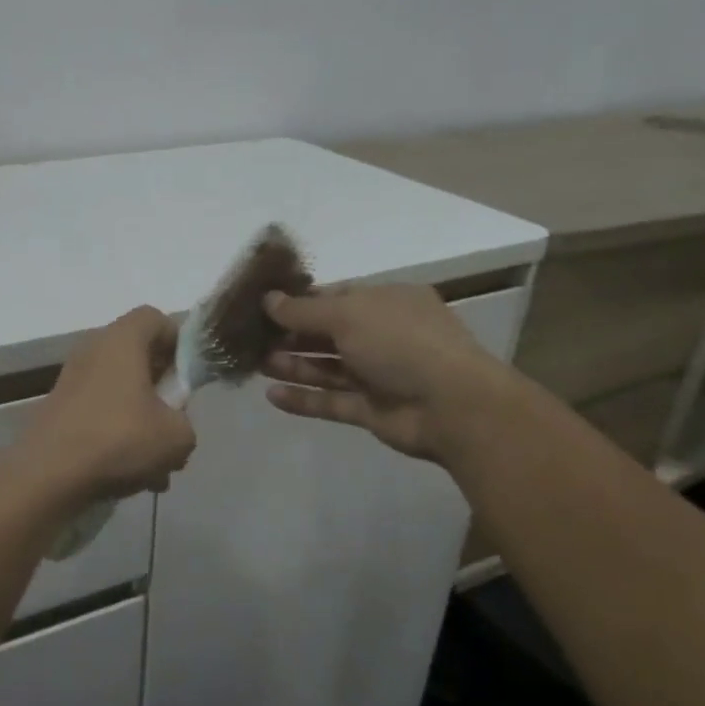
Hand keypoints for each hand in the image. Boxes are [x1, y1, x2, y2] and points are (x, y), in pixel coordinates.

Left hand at [17, 307, 197, 501]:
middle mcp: (93, 349)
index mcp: (121, 340)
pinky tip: (132, 477)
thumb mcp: (176, 436)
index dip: (179, 342)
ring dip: (143, 422)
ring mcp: (72, 379)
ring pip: (121, 392)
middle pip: (138, 357)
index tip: (188, 378)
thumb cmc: (118, 440)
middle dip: (162, 391)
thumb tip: (172, 424)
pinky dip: (118, 437)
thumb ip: (185, 422)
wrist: (47, 476)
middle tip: (175, 423)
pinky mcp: (59, 409)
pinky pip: (101, 413)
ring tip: (158, 468)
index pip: (156, 318)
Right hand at [261, 284, 525, 462]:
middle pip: (328, 333)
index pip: (337, 295)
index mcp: (386, 302)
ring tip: (256, 364)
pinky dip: (304, 398)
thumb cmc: (400, 342)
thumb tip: (267, 299)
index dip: (301, 301)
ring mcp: (379, 374)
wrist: (452, 406)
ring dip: (293, 365)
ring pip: (327, 367)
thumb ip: (303, 310)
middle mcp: (383, 335)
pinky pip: (331, 400)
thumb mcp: (348, 313)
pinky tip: (272, 396)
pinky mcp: (372, 409)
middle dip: (291, 335)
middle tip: (252, 338)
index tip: (264, 306)